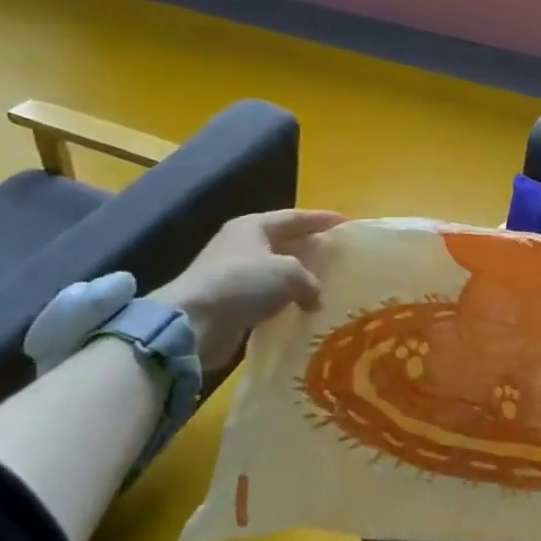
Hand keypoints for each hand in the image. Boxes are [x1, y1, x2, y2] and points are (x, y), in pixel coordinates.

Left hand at [153, 208, 343, 369]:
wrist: (192, 323)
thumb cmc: (243, 283)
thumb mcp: (289, 274)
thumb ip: (310, 281)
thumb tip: (314, 298)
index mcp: (254, 226)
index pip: (296, 217)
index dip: (322, 219)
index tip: (347, 223)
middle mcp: (242, 244)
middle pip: (285, 241)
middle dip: (310, 247)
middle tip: (337, 253)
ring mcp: (233, 273)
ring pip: (276, 270)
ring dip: (298, 277)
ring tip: (325, 282)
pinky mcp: (230, 300)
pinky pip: (266, 295)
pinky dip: (285, 299)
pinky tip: (301, 307)